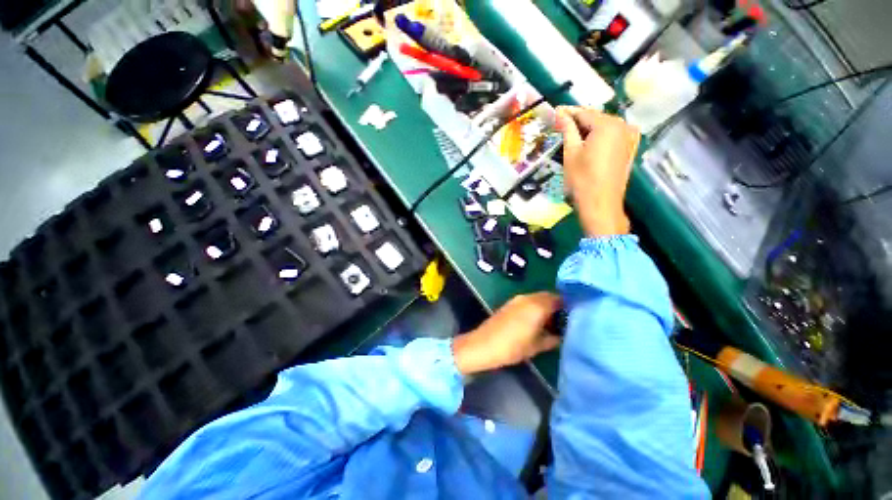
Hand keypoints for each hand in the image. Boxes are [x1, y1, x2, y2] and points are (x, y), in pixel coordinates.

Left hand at [452, 293, 561, 375]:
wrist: (484, 344)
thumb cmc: (513, 347)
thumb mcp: (537, 346)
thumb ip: (553, 339)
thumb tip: (562, 335)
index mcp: (537, 305)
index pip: (558, 299)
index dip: (568, 306)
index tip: (574, 316)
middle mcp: (528, 298)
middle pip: (548, 296)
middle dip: (557, 306)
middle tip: (564, 321)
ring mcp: (517, 299)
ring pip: (537, 298)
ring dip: (545, 306)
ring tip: (551, 323)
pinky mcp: (509, 303)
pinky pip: (528, 301)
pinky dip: (535, 307)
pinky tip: (536, 321)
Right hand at [555, 106, 640, 236]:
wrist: (600, 204)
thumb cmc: (582, 179)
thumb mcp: (571, 153)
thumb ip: (568, 130)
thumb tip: (560, 113)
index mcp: (607, 125)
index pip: (584, 113)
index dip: (568, 112)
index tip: (555, 112)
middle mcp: (622, 126)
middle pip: (596, 118)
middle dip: (578, 120)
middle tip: (561, 124)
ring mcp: (629, 137)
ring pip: (605, 126)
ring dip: (589, 128)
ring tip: (572, 133)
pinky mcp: (630, 148)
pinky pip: (613, 135)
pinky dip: (600, 136)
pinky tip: (589, 141)